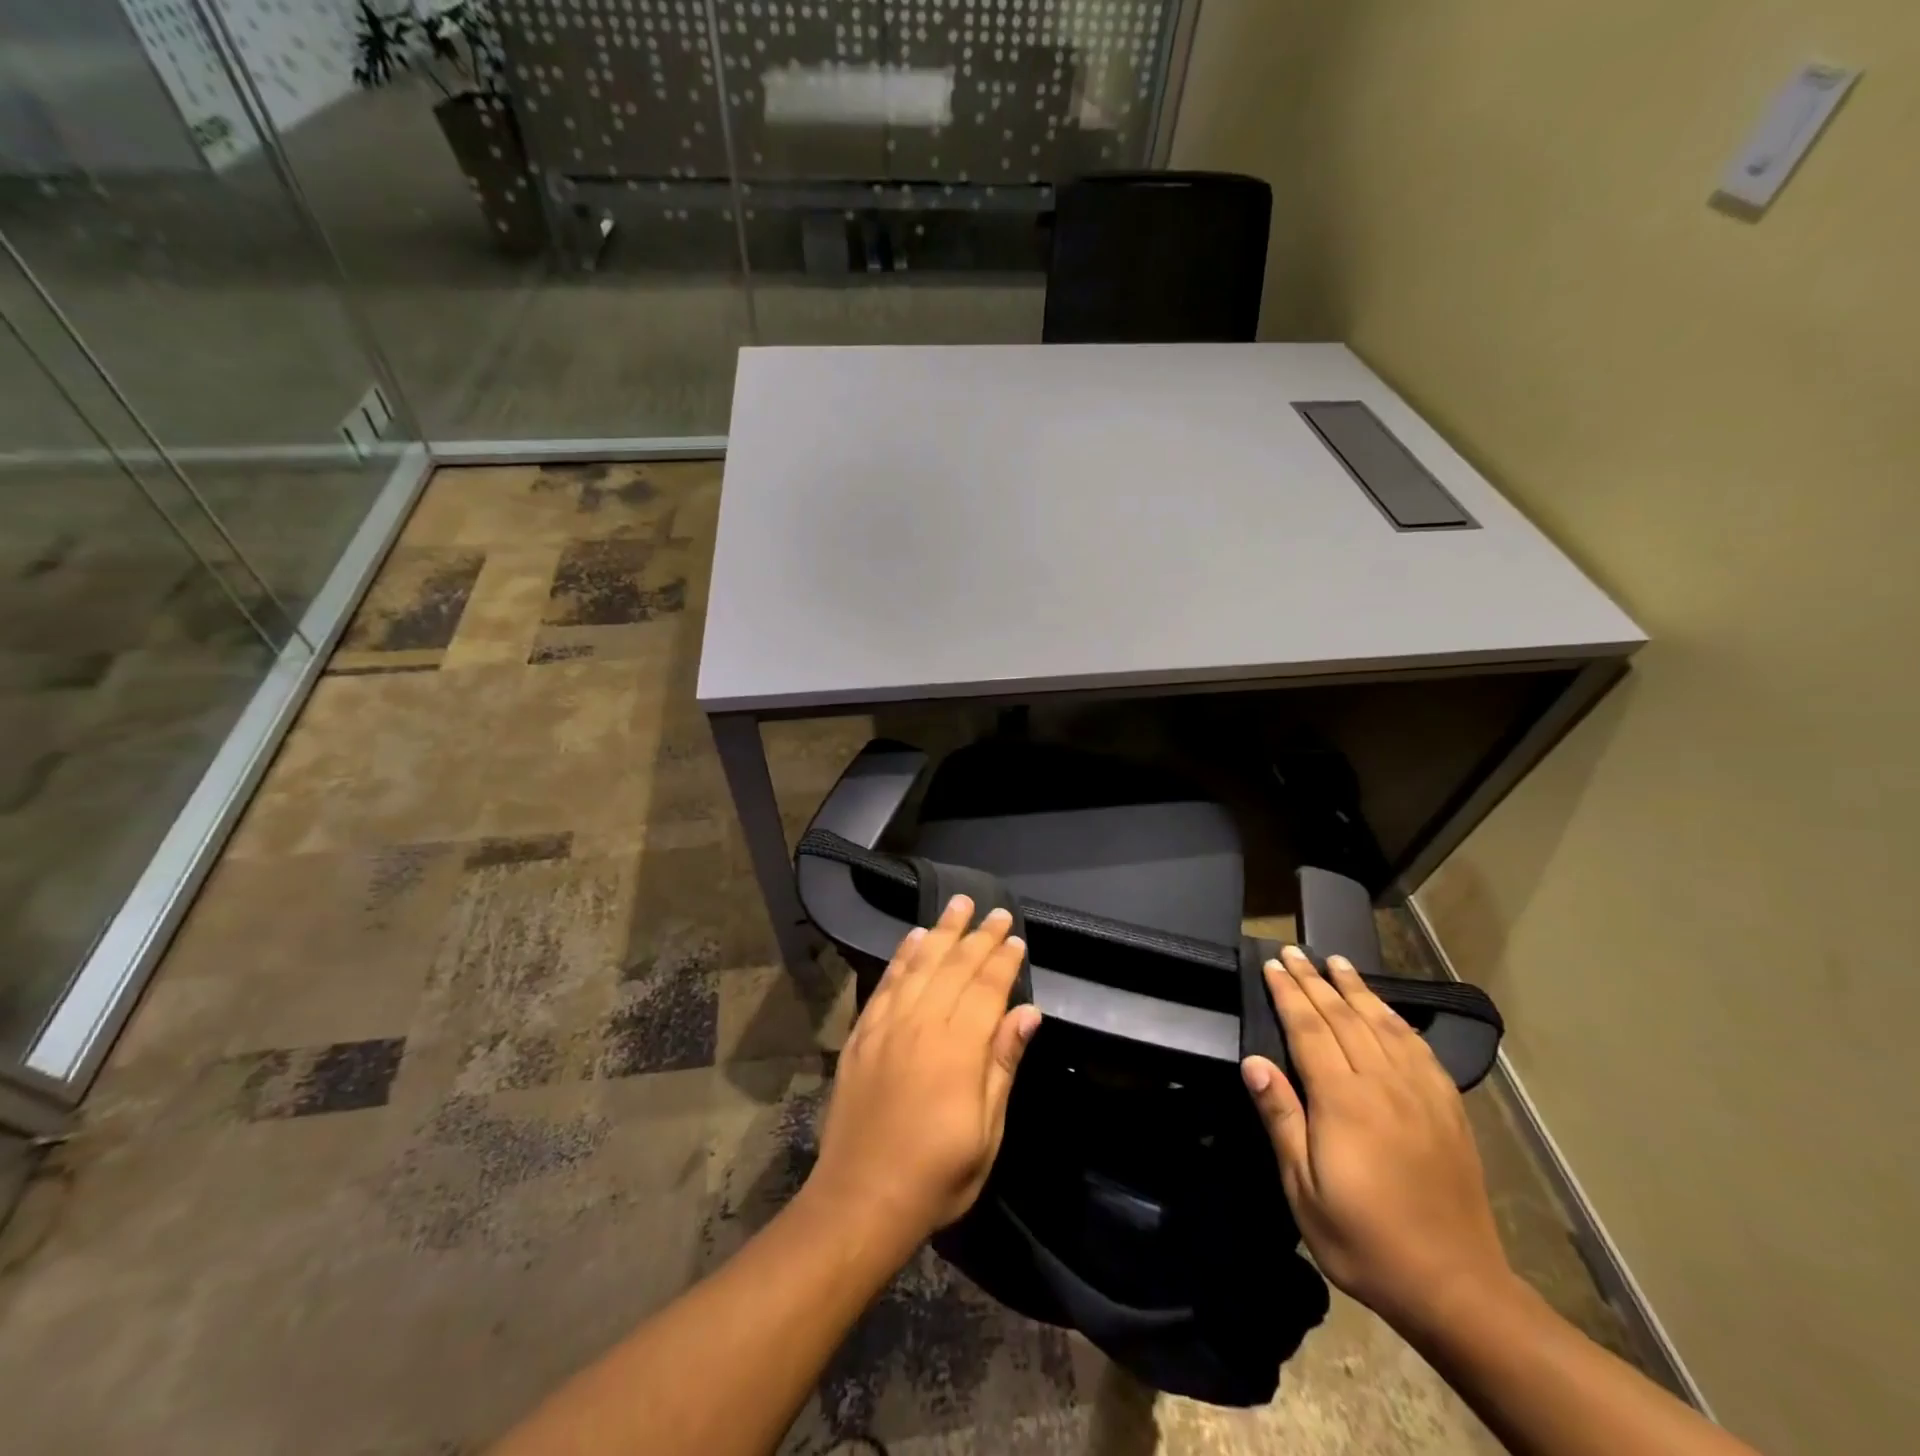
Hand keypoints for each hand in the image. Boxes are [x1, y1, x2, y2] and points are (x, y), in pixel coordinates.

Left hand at [804, 896, 1042, 1251]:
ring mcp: (887, 1026)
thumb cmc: (937, 1173)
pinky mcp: (862, 1033)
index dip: (1003, 961)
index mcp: (958, 1049)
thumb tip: (1028, 1012)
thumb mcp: (987, 1131)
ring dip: (941, 932)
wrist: (862, 1198)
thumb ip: (1003, 1063)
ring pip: (920, 965)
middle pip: (955, 967)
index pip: (987, 989)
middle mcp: (922, 1024)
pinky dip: (902, 956)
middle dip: (978, 936)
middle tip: (995, 910)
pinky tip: (913, 938)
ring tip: (957, 905)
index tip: (1016, 938)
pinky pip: (886, 982)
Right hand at [1240, 946, 1513, 1329]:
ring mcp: (1421, 1094)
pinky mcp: (1448, 1109)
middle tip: (1295, 951)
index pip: (1308, 1029)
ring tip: (1337, 961)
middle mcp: (1384, 1084)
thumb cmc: (1364, 1240)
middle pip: (1343, 1016)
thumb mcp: (1304, 1190)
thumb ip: (1281, 1118)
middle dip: (1315, 980)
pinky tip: (1386, 1010)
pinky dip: (1397, 1020)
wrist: (1457, 1288)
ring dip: (1356, 989)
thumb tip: (1253, 1061)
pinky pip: (1419, 1049)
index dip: (1288, 993)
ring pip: (1383, 1024)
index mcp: (1344, 1101)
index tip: (1272, 965)